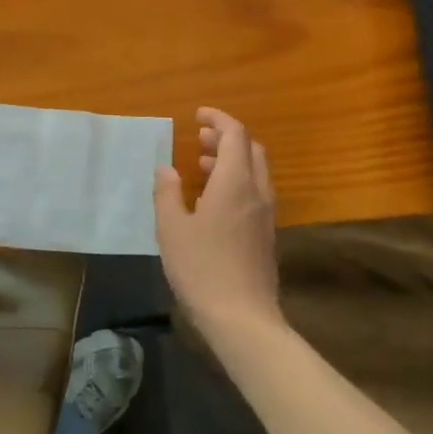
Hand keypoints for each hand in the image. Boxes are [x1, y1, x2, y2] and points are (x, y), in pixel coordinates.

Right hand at [154, 108, 282, 335]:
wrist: (242, 317)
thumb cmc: (202, 268)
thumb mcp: (172, 228)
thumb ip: (167, 193)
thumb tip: (166, 169)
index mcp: (235, 182)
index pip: (235, 134)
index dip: (218, 119)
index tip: (198, 115)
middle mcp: (257, 191)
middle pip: (251, 149)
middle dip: (226, 137)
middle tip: (200, 138)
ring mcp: (266, 215)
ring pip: (255, 172)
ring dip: (231, 160)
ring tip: (200, 166)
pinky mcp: (266, 235)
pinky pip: (255, 193)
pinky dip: (237, 182)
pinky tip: (213, 200)